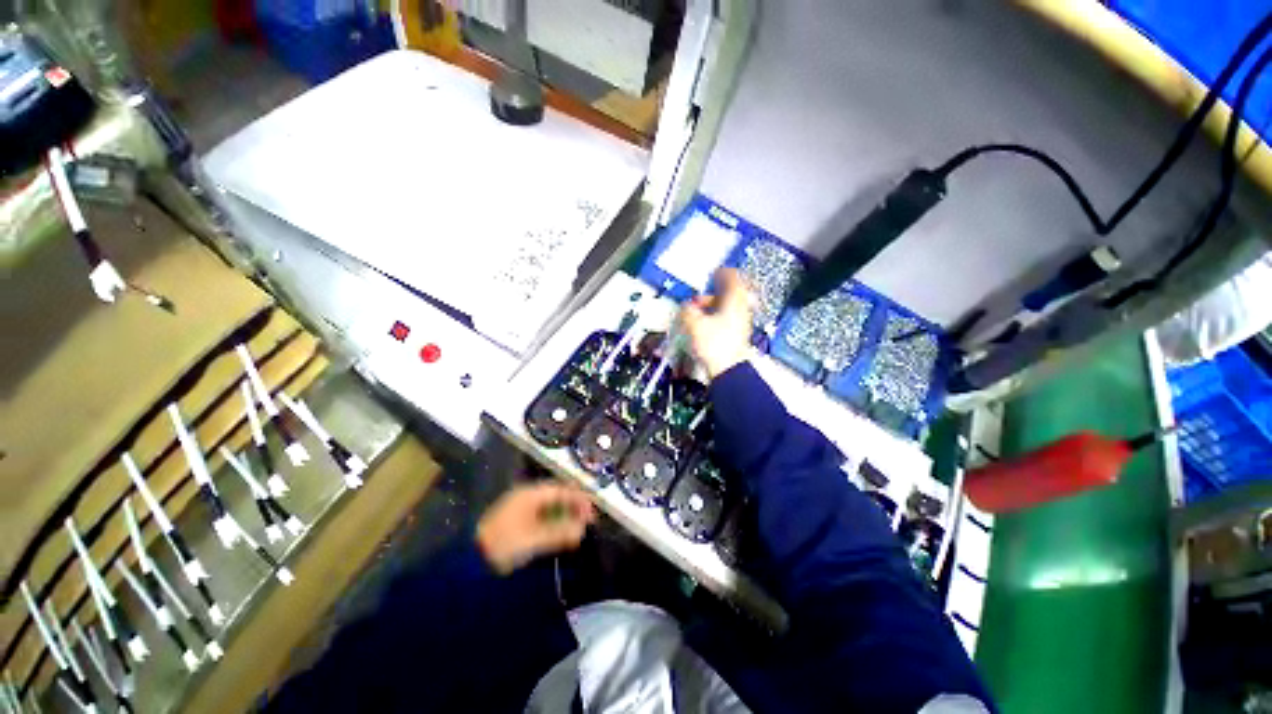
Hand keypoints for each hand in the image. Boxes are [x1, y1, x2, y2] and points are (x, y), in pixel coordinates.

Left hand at [476, 482, 595, 573]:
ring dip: (565, 517)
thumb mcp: (534, 539)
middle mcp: (526, 497)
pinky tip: (560, 535)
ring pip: (550, 508)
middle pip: (557, 497)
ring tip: (577, 530)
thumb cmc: (503, 545)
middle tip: (587, 522)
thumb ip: (560, 532)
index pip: (561, 490)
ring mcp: (520, 510)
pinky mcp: (516, 523)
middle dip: (573, 508)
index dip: (579, 499)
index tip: (592, 512)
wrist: (469, 563)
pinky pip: (541, 518)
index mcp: (530, 494)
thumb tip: (583, 529)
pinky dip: (554, 524)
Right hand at [679, 268, 753, 378]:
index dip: (722, 273)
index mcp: (733, 301)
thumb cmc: (714, 345)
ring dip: (712, 308)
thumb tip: (686, 307)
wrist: (727, 371)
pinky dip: (714, 319)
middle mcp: (740, 310)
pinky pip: (726, 321)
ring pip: (726, 309)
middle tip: (699, 298)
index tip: (714, 272)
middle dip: (711, 295)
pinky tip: (703, 327)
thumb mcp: (693, 324)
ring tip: (697, 314)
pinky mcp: (736, 336)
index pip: (732, 278)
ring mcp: (740, 324)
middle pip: (729, 295)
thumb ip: (687, 310)